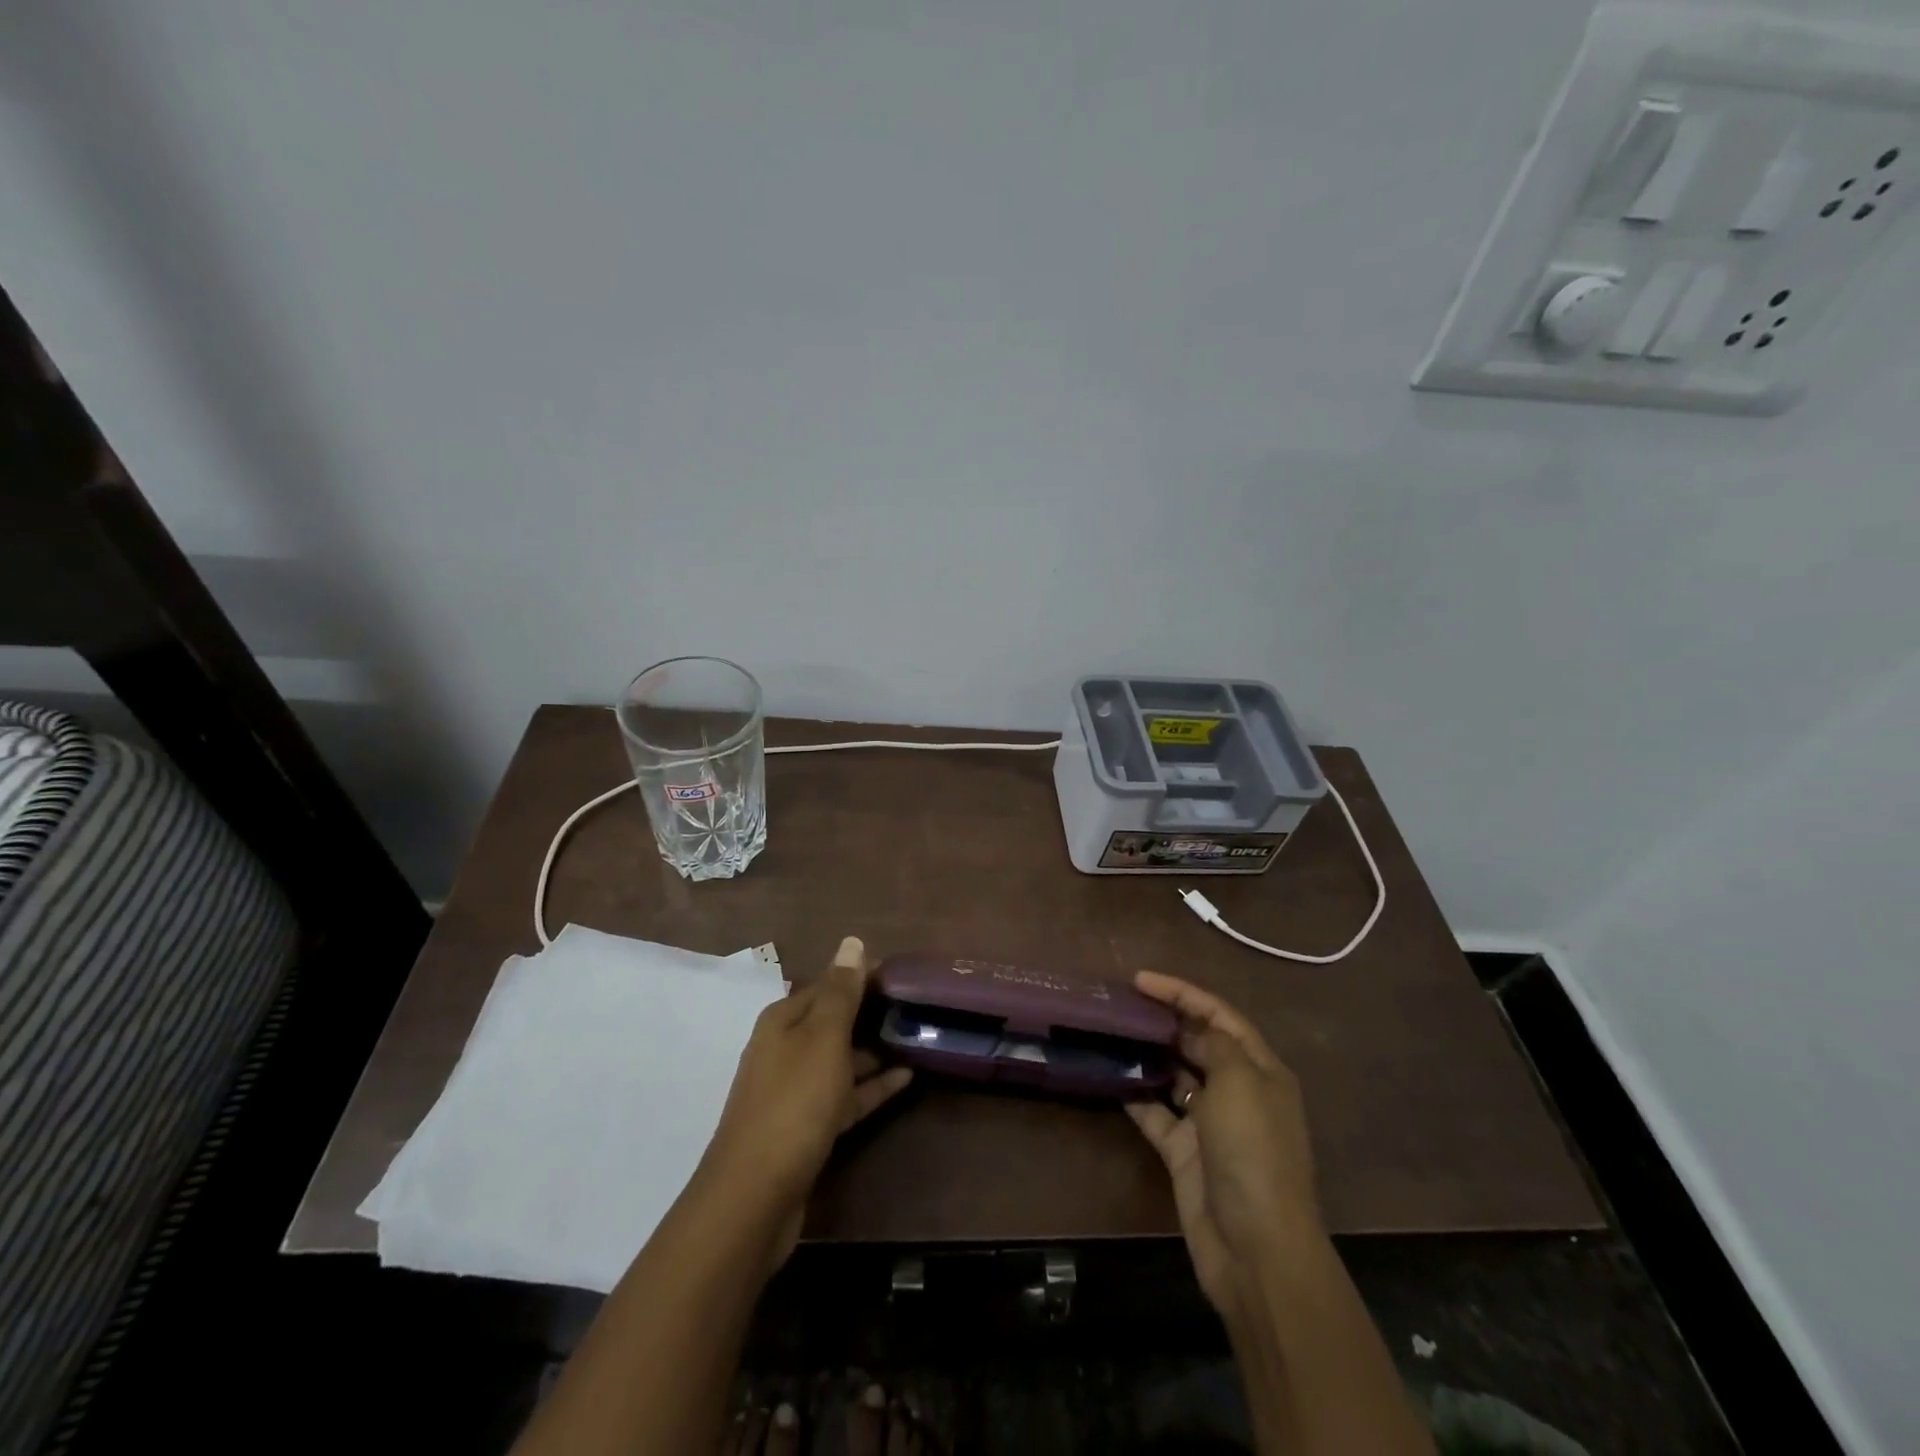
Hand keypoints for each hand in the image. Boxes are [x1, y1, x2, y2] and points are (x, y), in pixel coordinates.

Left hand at [699, 936, 911, 1264]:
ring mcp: (794, 1091)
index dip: (861, 976)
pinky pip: (845, 1096)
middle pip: (832, 1021)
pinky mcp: (806, 1128)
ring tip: (915, 1039)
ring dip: (873, 1050)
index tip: (901, 974)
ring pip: (840, 1060)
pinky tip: (906, 1079)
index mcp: (782, 1021)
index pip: (827, 984)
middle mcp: (784, 1049)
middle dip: (868, 1012)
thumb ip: (841, 991)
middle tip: (915, 1005)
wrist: (755, 1196)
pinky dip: (872, 1086)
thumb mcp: (823, 1038)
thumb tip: (852, 940)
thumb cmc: (794, 1103)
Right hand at [1126, 970, 1323, 1321]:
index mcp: (1259, 1070)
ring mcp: (1209, 1123)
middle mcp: (1237, 1091)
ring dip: (1148, 1055)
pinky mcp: (1184, 1152)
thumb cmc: (1253, 1152)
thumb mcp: (1239, 1083)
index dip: (1182, 992)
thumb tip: (1192, 1033)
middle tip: (1120, 1004)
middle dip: (1163, 1020)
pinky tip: (1111, 1077)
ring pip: (1175, 1075)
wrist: (1255, 1247)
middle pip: (1197, 1042)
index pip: (1219, 1015)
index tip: (1140, 979)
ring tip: (1110, 1032)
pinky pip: (1156, 1113)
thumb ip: (1214, 1045)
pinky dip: (1136, 1095)